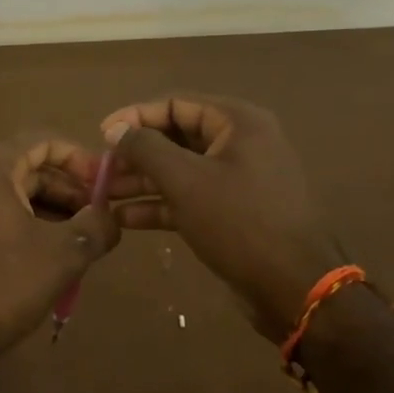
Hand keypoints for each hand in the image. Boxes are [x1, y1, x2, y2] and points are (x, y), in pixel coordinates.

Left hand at [0, 133, 119, 384]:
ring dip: (50, 208)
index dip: (79, 158)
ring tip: (82, 237)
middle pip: (27, 166)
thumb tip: (111, 217)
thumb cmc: (3, 285)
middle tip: (98, 215)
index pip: (42, 141)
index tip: (105, 183)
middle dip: (67, 187)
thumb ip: (96, 226)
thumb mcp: (63, 254)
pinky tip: (50, 252)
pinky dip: (26, 222)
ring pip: (12, 192)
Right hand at [102, 95, 343, 343]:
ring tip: (101, 194)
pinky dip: (160, 205)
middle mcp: (240, 143)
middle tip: (98, 170)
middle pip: (176, 137)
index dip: (135, 116)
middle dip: (135, 154)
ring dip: (142, 181)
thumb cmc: (240, 223)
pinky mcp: (234, 212)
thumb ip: (146, 148)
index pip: (176, 104)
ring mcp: (238, 179)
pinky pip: (191, 197)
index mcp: (238, 122)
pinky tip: (125, 219)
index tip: (101, 134)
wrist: (296, 288)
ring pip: (181, 170)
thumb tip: (115, 128)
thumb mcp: (186, 181)